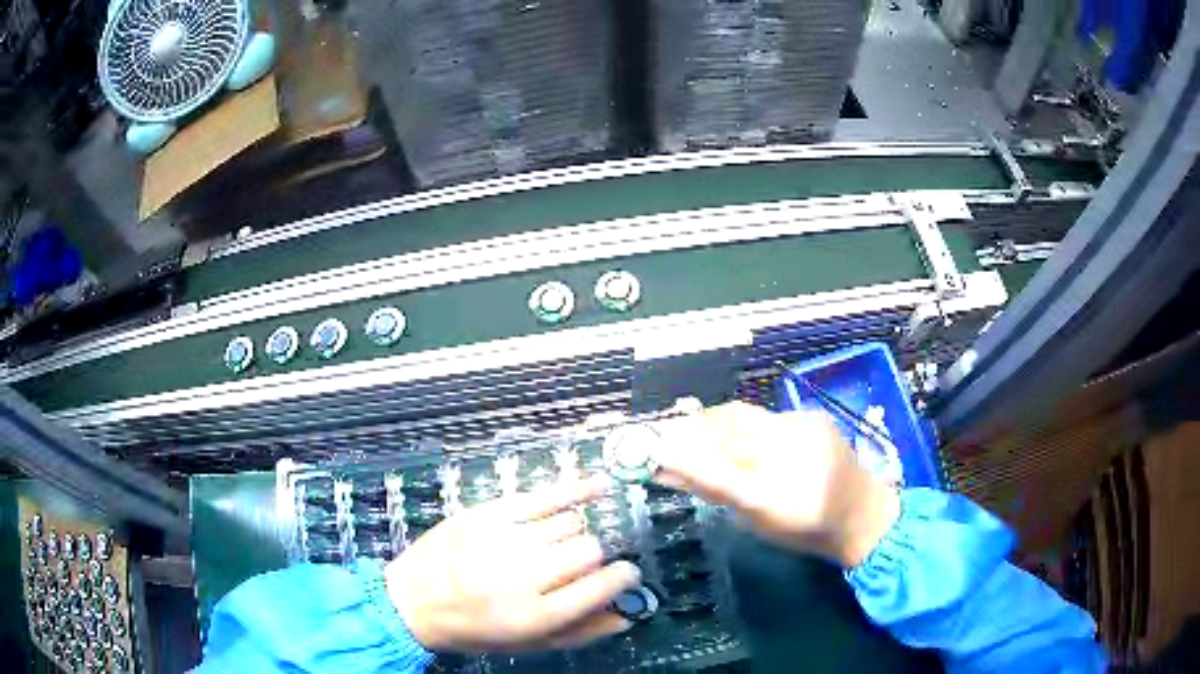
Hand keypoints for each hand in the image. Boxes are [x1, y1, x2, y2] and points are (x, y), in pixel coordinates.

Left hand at [385, 477, 641, 652]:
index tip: (627, 575)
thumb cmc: (473, 630)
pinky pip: (545, 495)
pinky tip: (600, 485)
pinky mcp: (487, 514)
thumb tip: (627, 615)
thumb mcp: (527, 645)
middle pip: (587, 550)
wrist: (412, 601)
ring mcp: (503, 539)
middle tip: (577, 566)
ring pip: (569, 523)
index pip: (599, 587)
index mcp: (534, 615)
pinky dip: (577, 489)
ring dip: (574, 535)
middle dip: (593, 558)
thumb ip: (580, 633)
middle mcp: (522, 575)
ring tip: (555, 547)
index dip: (622, 578)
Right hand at [651, 401, 899, 566]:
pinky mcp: (811, 416)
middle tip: (667, 433)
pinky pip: (764, 415)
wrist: (862, 512)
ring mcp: (802, 429)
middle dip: (690, 428)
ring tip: (695, 428)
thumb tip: (670, 470)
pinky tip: (741, 434)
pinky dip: (743, 423)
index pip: (713, 469)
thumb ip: (716, 492)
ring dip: (712, 420)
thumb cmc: (806, 530)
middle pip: (724, 429)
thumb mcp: (757, 522)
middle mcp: (787, 455)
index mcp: (771, 496)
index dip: (678, 455)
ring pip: (741, 414)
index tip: (651, 448)